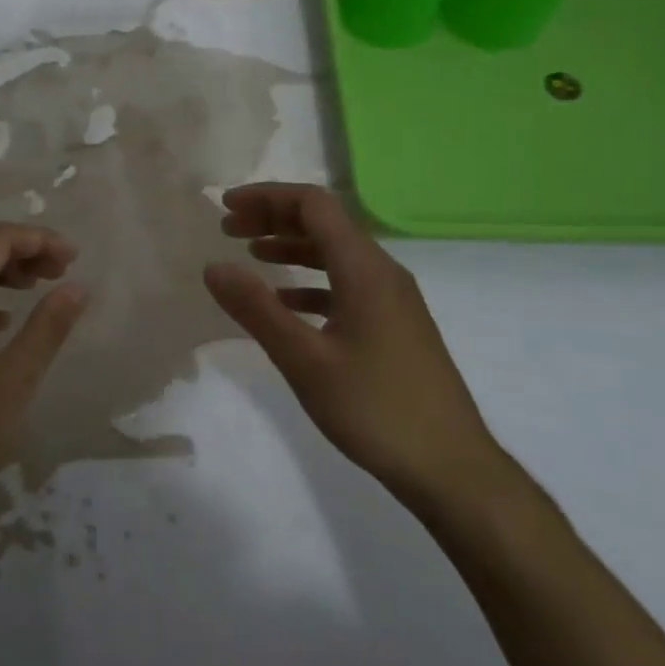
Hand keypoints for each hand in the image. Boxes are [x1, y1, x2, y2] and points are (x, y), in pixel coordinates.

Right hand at [203, 183, 504, 512]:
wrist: (450, 468)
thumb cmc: (374, 408)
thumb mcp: (304, 360)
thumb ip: (256, 309)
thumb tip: (213, 266)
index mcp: (364, 269)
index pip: (314, 205)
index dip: (267, 197)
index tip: (225, 207)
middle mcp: (383, 273)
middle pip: (325, 224)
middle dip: (274, 218)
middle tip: (229, 228)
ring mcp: (393, 300)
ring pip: (336, 254)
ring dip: (291, 247)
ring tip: (250, 255)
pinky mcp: (395, 325)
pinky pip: (346, 285)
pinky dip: (310, 282)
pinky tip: (286, 302)